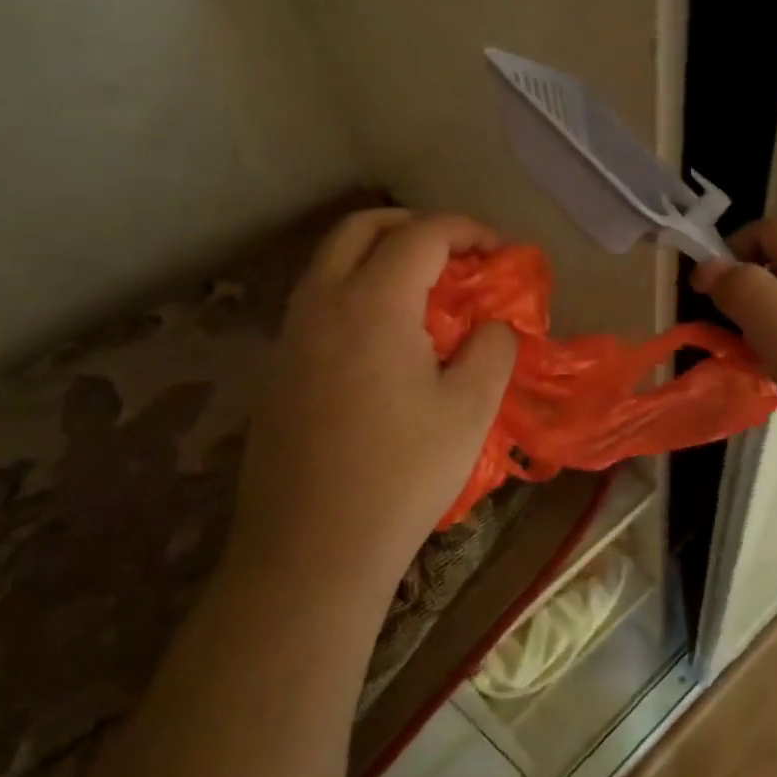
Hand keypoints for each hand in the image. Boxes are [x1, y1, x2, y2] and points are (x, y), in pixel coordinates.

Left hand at [231, 209, 517, 602]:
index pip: (423, 234)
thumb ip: (492, 348)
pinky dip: (355, 290)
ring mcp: (291, 335)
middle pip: (362, 227)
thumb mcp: (471, 409)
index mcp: (373, 302)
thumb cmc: (401, 474)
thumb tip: (493, 324)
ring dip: (379, 255)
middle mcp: (323, 302)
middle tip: (454, 256)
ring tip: (423, 293)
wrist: (311, 551)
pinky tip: (384, 339)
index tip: (498, 253)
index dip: (467, 231)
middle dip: (414, 226)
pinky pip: (318, 300)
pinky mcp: (277, 368)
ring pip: (331, 261)